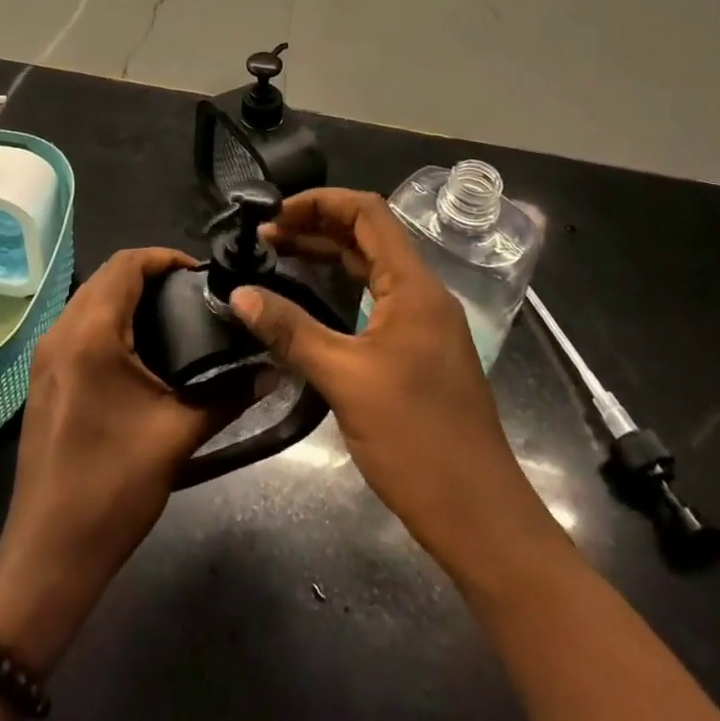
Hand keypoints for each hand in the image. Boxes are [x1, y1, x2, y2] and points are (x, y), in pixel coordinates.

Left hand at [0, 247, 247, 674]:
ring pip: (88, 300)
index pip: (125, 264)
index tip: (201, 274)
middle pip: (105, 277)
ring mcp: (45, 356)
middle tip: (193, 295)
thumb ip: (229, 394)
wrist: (49, 552)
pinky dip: (108, 320)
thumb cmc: (114, 486)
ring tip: (173, 318)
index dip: (164, 257)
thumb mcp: (178, 435)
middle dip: (148, 275)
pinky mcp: (42, 378)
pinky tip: (139, 350)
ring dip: (127, 296)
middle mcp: (60, 332)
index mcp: (90, 334)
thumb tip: (272, 370)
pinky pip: (77, 326)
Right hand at [228, 189, 558, 575]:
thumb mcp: (345, 380)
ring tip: (277, 257)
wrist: (480, 518)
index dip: (320, 202)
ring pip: (371, 269)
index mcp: (414, 287)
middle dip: (316, 226)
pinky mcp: (419, 351)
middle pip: (369, 235)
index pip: (368, 213)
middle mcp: (423, 294)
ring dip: (327, 256)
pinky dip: (340, 289)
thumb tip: (239, 294)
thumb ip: (291, 331)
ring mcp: (424, 324)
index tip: (274, 214)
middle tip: (265, 237)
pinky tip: (308, 300)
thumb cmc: (416, 440)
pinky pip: (376, 300)